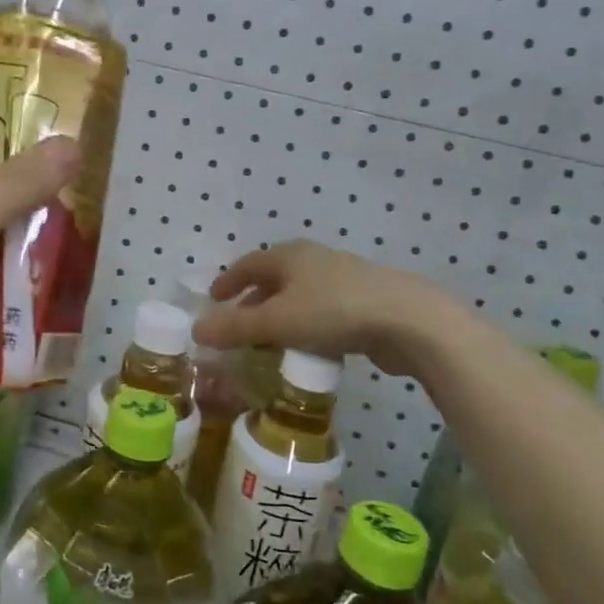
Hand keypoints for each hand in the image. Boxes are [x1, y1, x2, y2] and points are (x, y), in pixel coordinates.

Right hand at [192, 240, 438, 376]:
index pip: (248, 264)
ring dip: (280, 316)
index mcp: (289, 255)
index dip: (228, 282)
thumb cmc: (333, 312)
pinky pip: (321, 311)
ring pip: (299, 295)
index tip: (213, 300)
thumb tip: (196, 329)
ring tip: (269, 342)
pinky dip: (305, 326)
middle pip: (274, 278)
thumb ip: (235, 327)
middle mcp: (313, 260)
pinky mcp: (364, 301)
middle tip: (238, 326)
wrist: (407, 320)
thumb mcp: (276, 322)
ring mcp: (342, 278)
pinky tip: (307, 348)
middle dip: (253, 301)